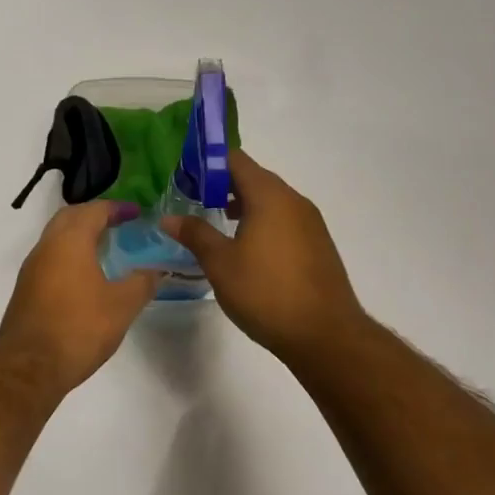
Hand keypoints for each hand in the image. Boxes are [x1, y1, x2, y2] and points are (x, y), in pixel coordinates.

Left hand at [0, 203, 160, 394]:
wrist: (30, 367)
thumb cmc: (79, 327)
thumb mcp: (122, 306)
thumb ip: (142, 282)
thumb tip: (155, 270)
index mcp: (69, 241)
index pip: (93, 210)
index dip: (116, 208)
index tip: (136, 213)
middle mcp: (46, 247)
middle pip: (70, 218)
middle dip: (94, 216)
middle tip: (119, 225)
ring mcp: (32, 269)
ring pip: (56, 239)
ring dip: (79, 236)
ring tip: (106, 250)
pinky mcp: (26, 290)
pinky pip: (50, 259)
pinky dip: (69, 256)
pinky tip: (86, 277)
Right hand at [163, 149, 368, 360]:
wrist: (325, 335)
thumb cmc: (266, 292)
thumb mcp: (220, 263)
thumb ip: (195, 234)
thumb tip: (168, 217)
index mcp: (269, 196)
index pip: (235, 160)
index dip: (207, 162)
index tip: (183, 174)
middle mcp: (293, 200)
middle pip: (254, 177)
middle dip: (222, 184)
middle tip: (192, 198)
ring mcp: (310, 222)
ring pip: (270, 200)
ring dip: (242, 204)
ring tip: (216, 221)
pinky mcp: (317, 244)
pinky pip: (284, 219)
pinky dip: (262, 221)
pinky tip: (246, 247)